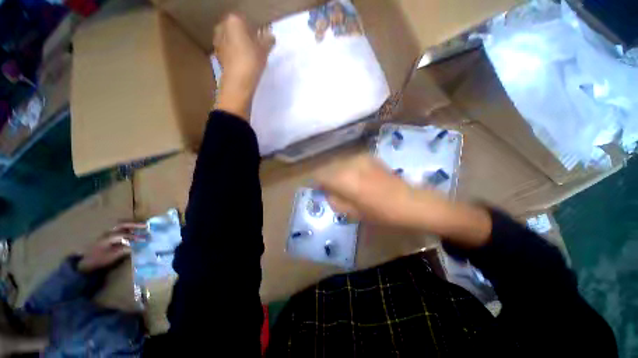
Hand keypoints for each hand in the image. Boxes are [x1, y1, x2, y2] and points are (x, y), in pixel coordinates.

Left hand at [77, 223, 145, 272]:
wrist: (85, 263)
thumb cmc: (99, 260)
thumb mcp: (111, 257)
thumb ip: (123, 251)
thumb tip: (137, 246)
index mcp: (107, 238)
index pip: (123, 235)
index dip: (135, 237)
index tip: (145, 239)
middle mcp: (108, 232)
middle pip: (122, 224)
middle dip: (135, 224)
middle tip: (146, 226)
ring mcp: (107, 233)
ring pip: (121, 225)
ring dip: (132, 225)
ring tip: (142, 227)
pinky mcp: (107, 235)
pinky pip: (119, 228)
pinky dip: (128, 227)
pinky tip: (133, 230)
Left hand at [214, 13, 274, 119]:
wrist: (238, 82)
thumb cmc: (251, 60)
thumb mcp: (264, 49)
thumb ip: (268, 40)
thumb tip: (271, 37)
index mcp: (233, 21)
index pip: (246, 20)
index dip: (255, 30)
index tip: (261, 39)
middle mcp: (222, 28)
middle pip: (236, 30)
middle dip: (245, 36)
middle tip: (256, 47)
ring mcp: (218, 42)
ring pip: (231, 40)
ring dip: (239, 46)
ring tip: (250, 57)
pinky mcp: (218, 56)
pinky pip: (229, 51)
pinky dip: (235, 55)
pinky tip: (243, 63)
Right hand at [316, 155, 491, 247]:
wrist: (411, 202)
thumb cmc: (382, 213)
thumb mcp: (353, 212)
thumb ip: (335, 200)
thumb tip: (326, 191)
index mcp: (344, 178)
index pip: (320, 176)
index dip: (317, 184)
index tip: (320, 191)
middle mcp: (350, 163)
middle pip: (329, 168)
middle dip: (327, 178)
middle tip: (333, 191)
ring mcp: (361, 158)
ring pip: (340, 164)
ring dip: (338, 173)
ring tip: (346, 186)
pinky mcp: (370, 157)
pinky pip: (351, 162)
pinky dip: (348, 169)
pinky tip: (358, 179)